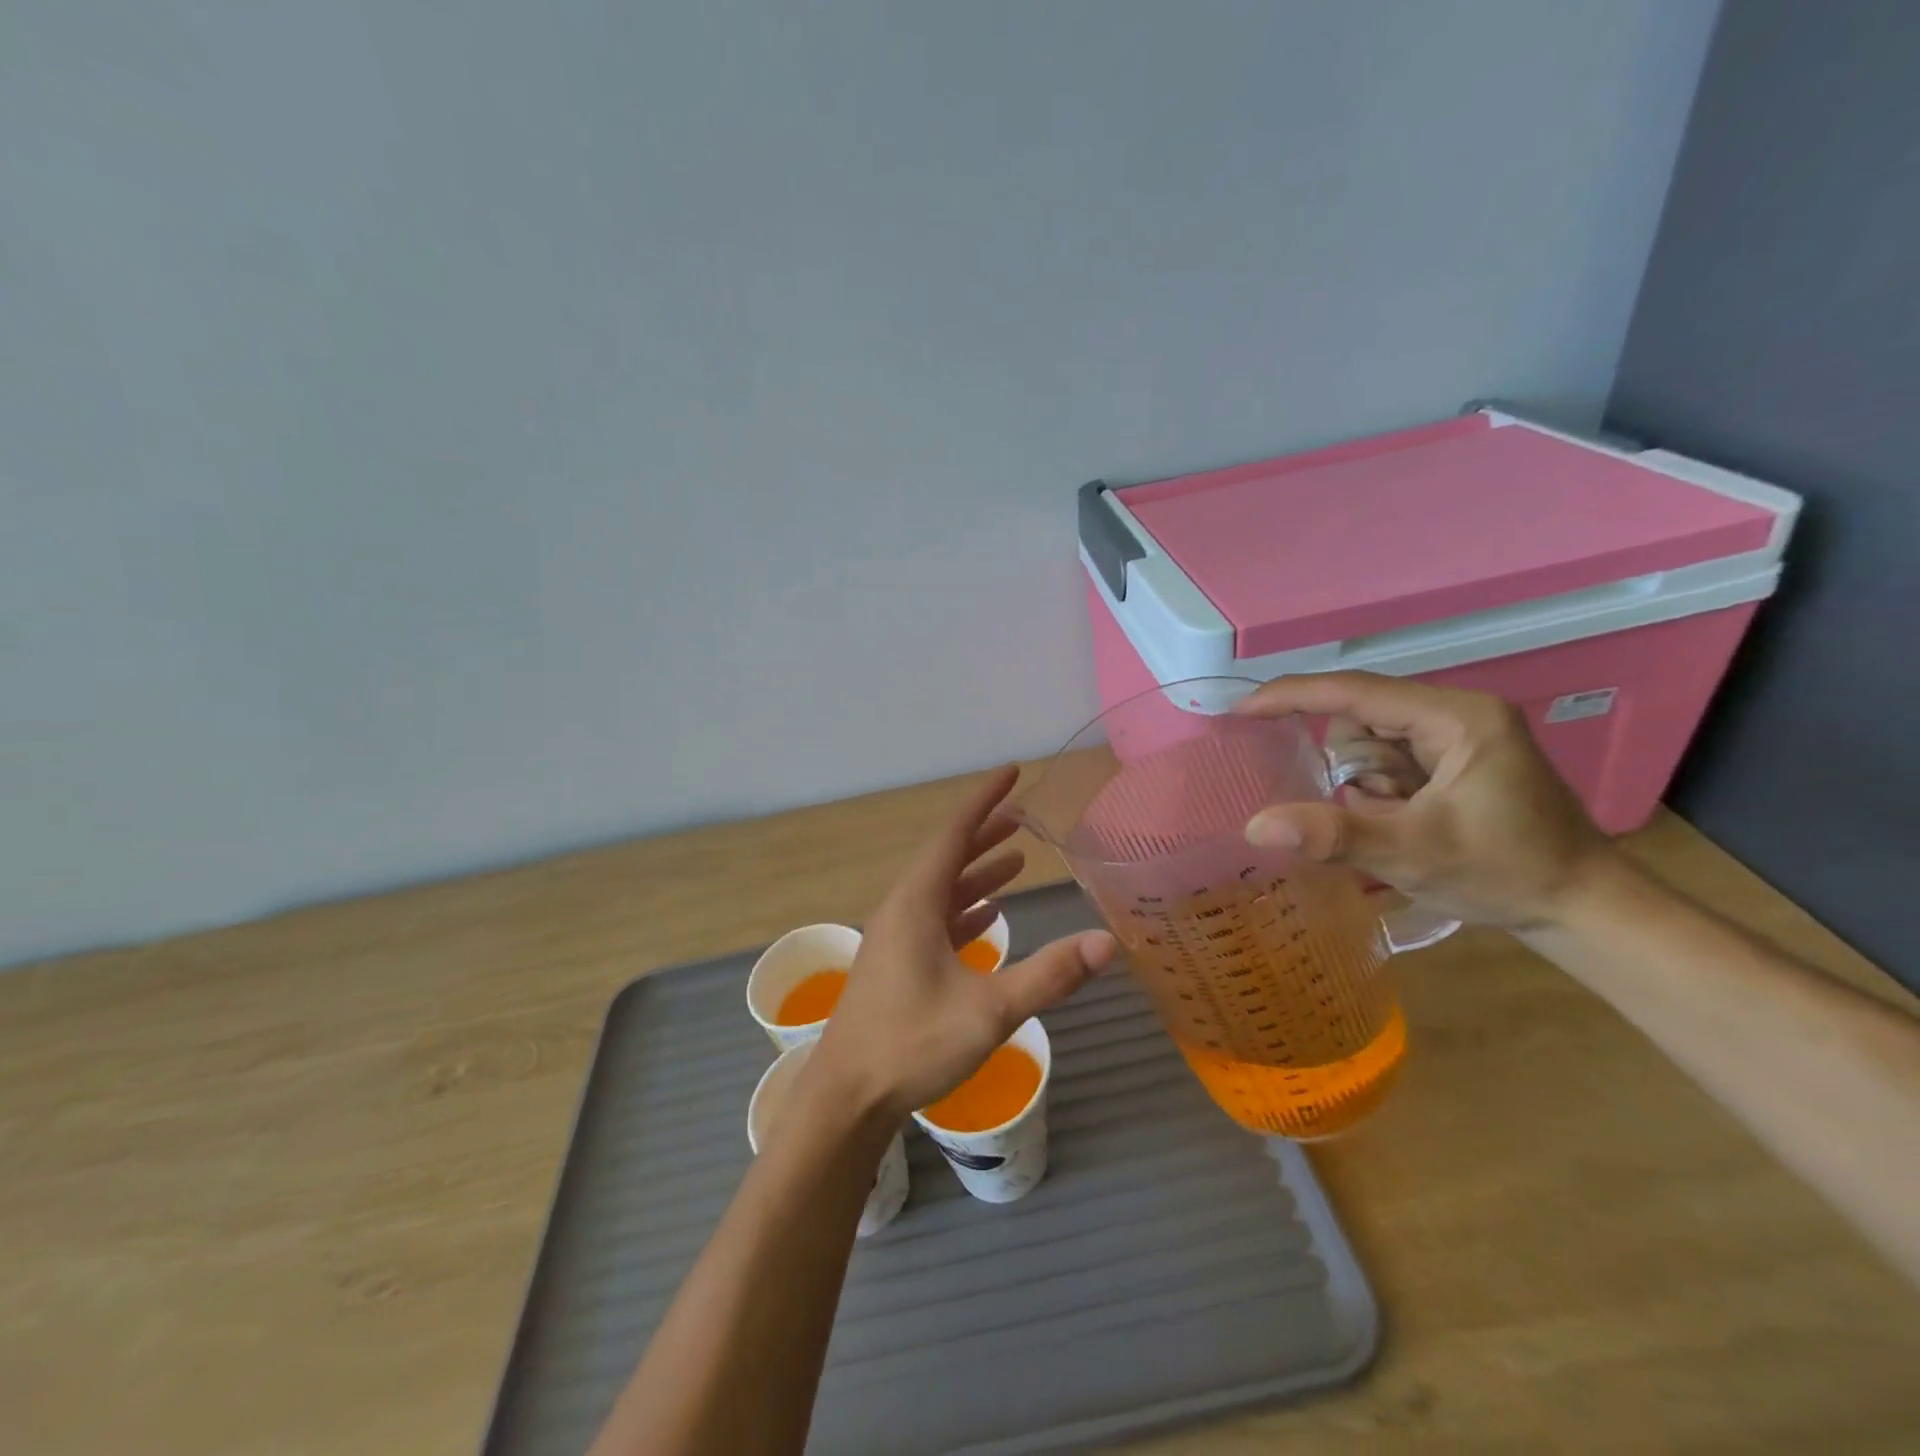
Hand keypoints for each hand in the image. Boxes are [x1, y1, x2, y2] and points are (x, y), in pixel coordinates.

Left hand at [806, 766, 1115, 1120]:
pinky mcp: (898, 964)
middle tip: (1022, 816)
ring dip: (976, 873)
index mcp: (916, 902)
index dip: (984, 800)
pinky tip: (988, 917)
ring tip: (1014, 860)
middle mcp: (903, 909)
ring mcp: (897, 938)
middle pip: (947, 857)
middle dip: (984, 833)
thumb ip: (1049, 975)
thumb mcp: (989, 1010)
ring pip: (942, 890)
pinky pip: (935, 920)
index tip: (1011, 773)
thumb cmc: (913, 1043)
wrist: (848, 1095)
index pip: (954, 833)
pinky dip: (964, 910)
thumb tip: (1108, 943)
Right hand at [1235, 671, 1615, 928]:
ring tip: (1394, 825)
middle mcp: (1455, 714)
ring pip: (1369, 743)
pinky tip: (1400, 823)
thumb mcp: (1414, 854)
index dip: (1292, 696)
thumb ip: (1334, 835)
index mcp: (1455, 717)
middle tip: (1361, 809)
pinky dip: (1376, 792)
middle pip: (1360, 719)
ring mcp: (1456, 737)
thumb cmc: (1506, 873)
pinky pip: (1387, 762)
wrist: (1582, 909)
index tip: (1239, 708)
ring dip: (1362, 785)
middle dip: (1347, 767)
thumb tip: (1255, 826)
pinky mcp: (1453, 761)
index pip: (1355, 691)